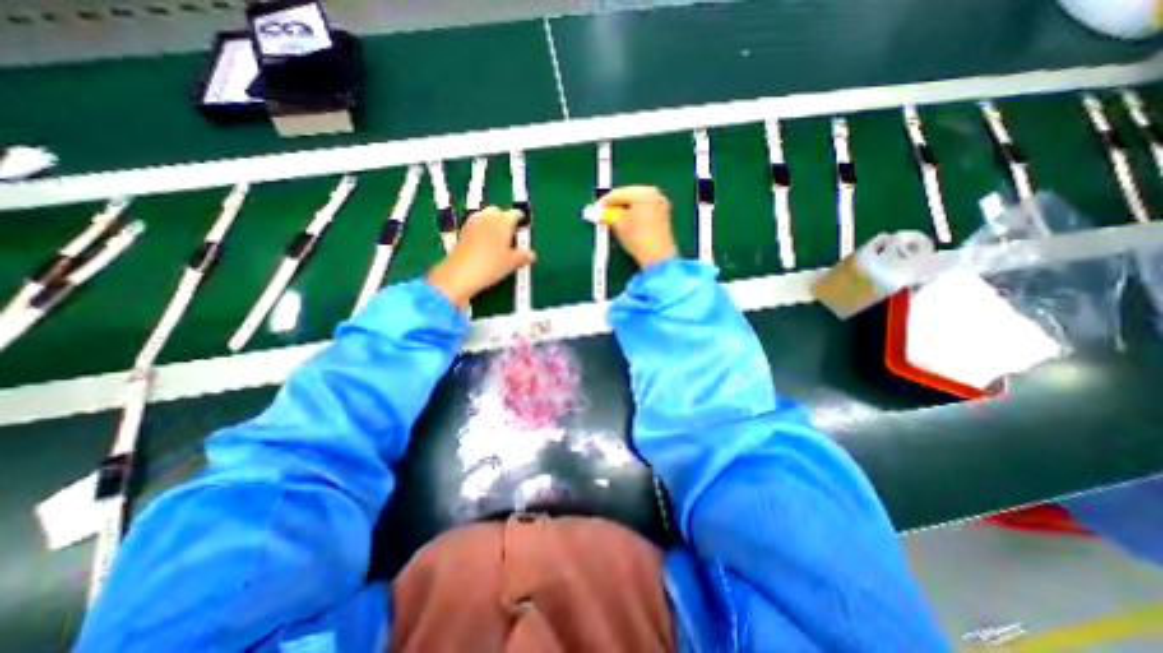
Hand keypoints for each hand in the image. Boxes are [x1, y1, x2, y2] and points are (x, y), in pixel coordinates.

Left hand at [427, 207, 534, 306]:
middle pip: (498, 212)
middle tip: (510, 233)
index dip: (521, 219)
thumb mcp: (511, 263)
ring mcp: (472, 223)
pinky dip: (482, 231)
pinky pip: (476, 226)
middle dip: (504, 219)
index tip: (523, 226)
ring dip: (492, 223)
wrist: (460, 273)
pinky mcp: (462, 232)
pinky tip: (484, 244)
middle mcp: (487, 217)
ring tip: (497, 238)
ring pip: (485, 217)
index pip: (515, 214)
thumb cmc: (491, 265)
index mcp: (503, 221)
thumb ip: (523, 256)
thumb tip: (531, 254)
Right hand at [593, 184, 676, 268]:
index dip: (603, 202)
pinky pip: (643, 210)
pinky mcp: (662, 216)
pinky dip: (633, 214)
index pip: (617, 193)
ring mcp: (660, 205)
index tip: (594, 209)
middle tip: (602, 214)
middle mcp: (654, 195)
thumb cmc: (637, 237)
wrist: (657, 257)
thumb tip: (600, 212)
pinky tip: (625, 223)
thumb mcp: (618, 224)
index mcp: (643, 192)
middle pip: (628, 196)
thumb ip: (607, 214)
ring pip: (635, 203)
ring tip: (612, 220)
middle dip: (614, 205)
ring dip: (623, 210)